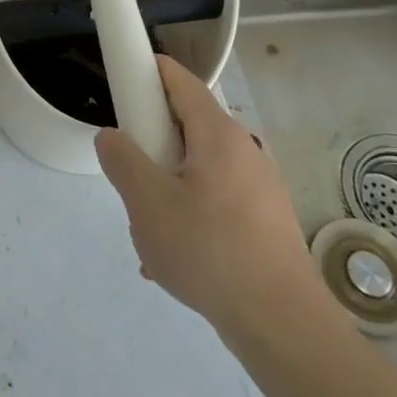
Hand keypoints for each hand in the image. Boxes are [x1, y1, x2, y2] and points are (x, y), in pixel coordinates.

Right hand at [96, 55, 337, 353]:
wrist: (283, 325)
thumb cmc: (210, 251)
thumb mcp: (147, 202)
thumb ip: (122, 160)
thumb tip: (113, 137)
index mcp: (218, 135)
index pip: (180, 80)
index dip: (149, 71)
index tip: (122, 79)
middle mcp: (244, 151)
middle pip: (186, 128)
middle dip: (152, 146)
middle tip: (130, 177)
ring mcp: (260, 188)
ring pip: (197, 171)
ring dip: (167, 189)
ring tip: (149, 232)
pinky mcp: (266, 222)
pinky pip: (215, 203)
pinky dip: (189, 216)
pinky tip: (174, 259)